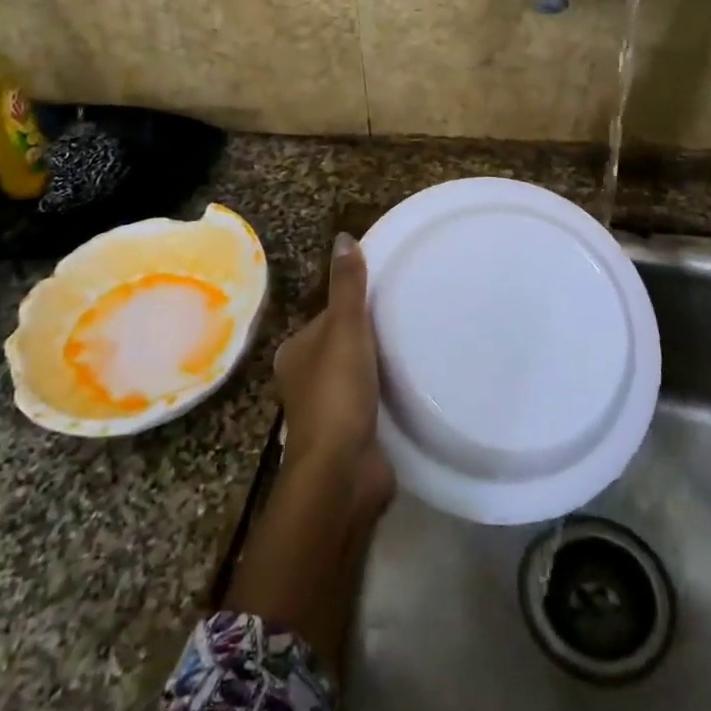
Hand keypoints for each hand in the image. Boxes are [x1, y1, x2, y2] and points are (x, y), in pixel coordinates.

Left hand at [273, 234, 393, 517]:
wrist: (342, 472)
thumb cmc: (337, 393)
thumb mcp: (345, 329)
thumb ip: (347, 287)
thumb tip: (343, 238)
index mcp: (294, 353)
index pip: (327, 317)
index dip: (353, 306)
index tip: (386, 298)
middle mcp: (304, 380)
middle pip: (342, 346)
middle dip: (369, 337)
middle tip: (409, 321)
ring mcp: (327, 411)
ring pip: (356, 376)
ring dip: (379, 367)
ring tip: (416, 350)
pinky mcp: (350, 435)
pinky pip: (370, 403)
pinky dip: (386, 395)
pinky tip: (411, 389)